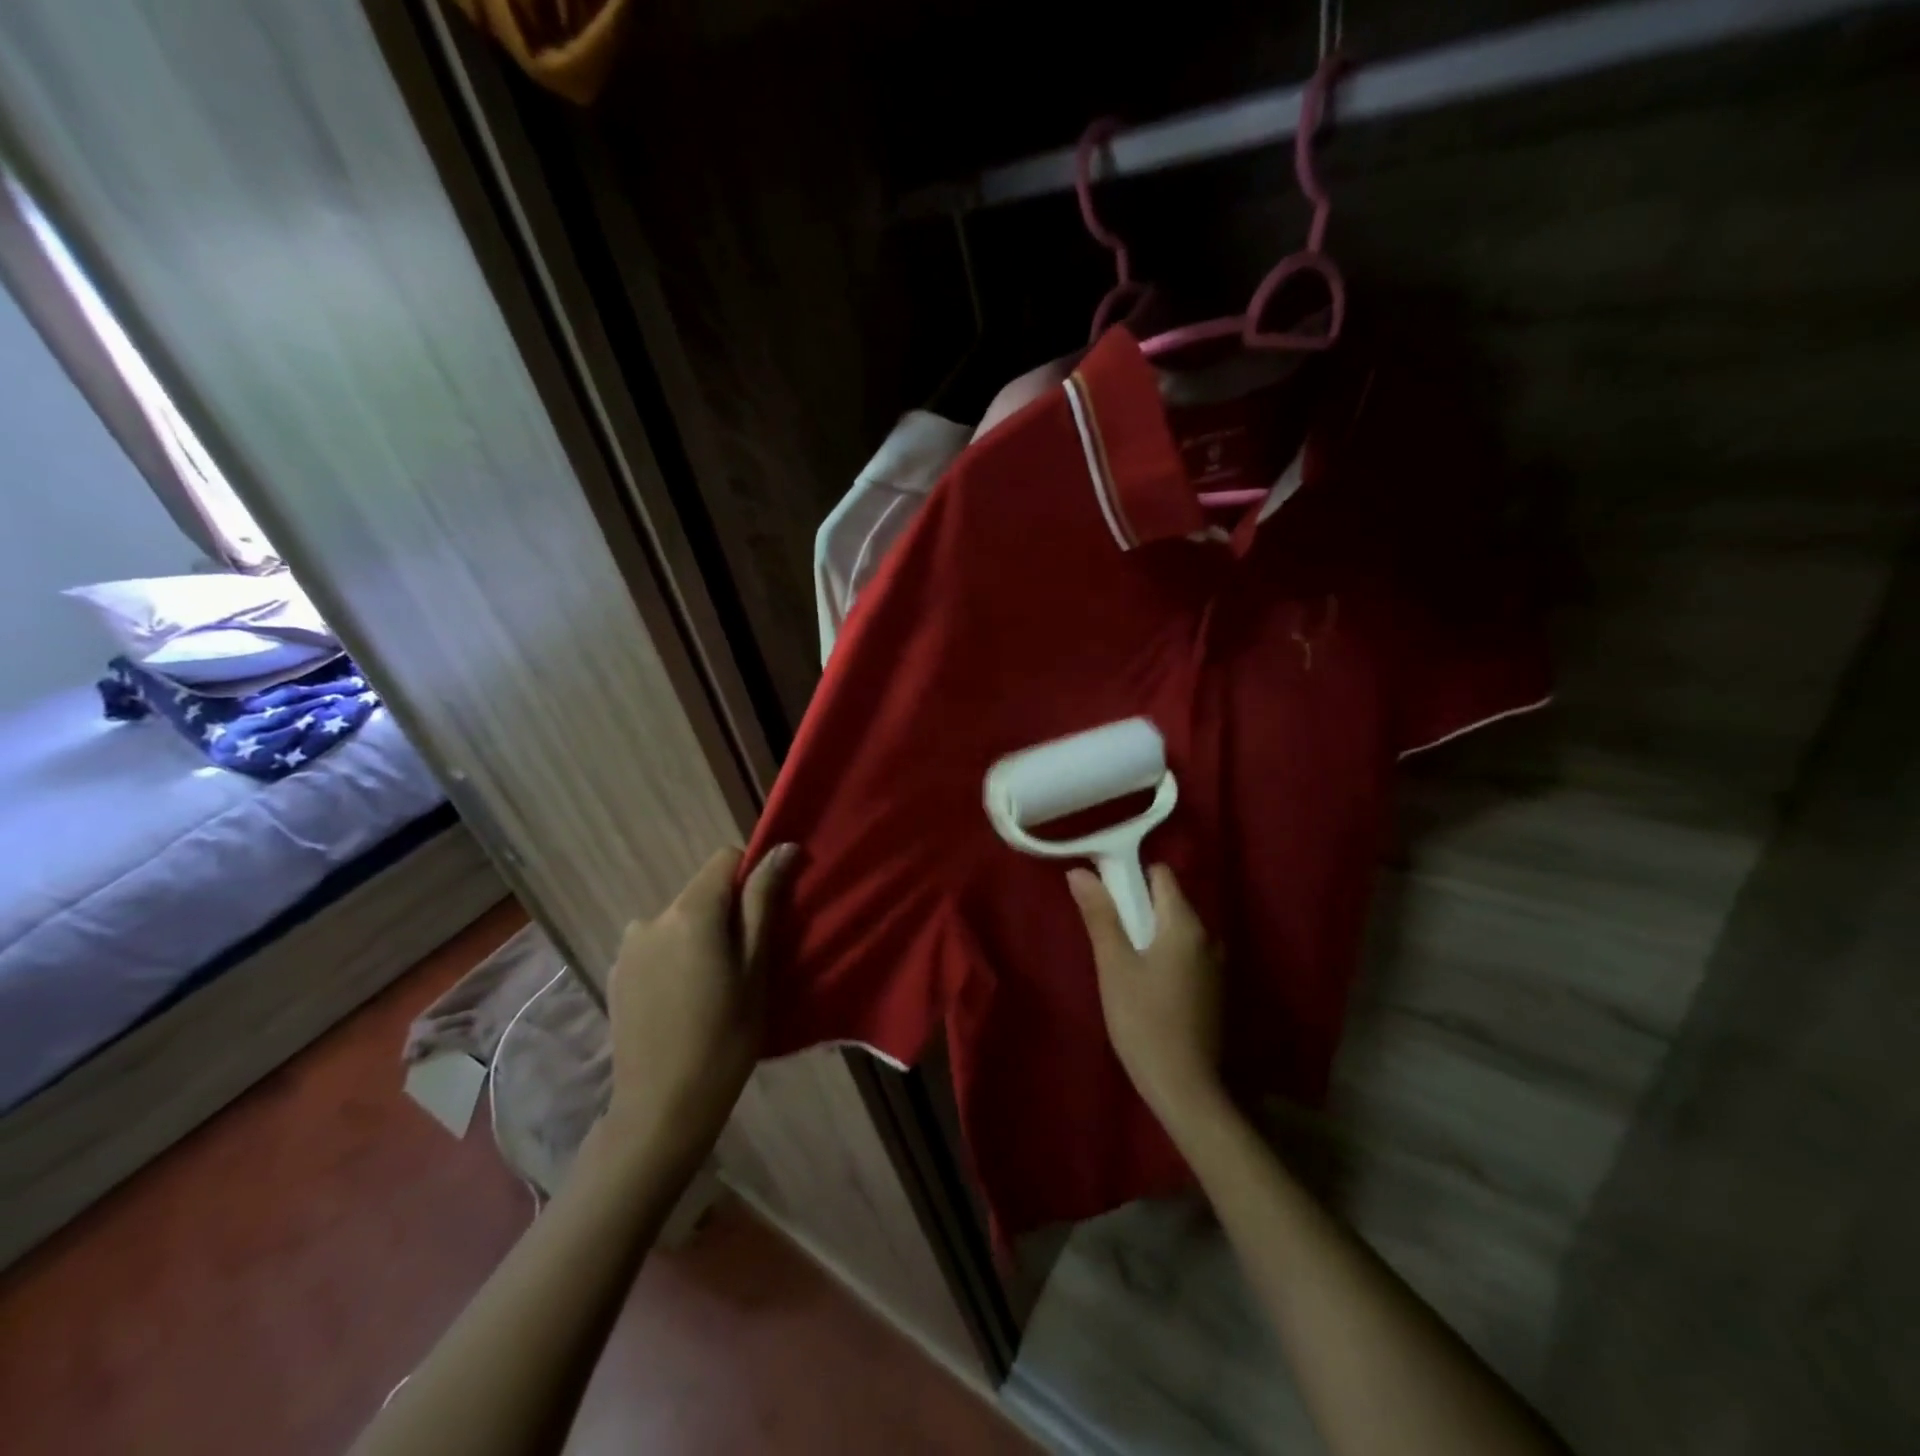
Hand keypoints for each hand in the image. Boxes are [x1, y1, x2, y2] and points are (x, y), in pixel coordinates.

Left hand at [603, 843, 795, 1158]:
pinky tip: (683, 1000)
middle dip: (727, 912)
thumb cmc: (725, 1037)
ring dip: (699, 935)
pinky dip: (675, 956)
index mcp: (689, 912)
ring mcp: (628, 947)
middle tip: (745, 962)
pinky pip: (657, 945)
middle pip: (701, 891)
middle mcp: (651, 917)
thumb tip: (782, 848)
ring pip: (679, 919)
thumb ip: (763, 901)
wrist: (661, 1108)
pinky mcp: (615, 973)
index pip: (725, 859)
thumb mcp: (755, 967)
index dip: (752, 876)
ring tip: (712, 985)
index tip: (767, 914)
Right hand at [1068, 864, 1224, 1133]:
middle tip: (1105, 930)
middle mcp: (1208, 936)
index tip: (1103, 890)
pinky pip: (1184, 954)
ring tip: (1119, 958)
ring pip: (1175, 930)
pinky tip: (1143, 983)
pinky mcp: (1213, 990)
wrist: (1184, 1087)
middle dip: (1136, 907)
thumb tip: (1080, 872)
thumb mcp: (1114, 964)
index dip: (1130, 874)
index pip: (1160, 874)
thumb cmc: (1143, 1020)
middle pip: (1168, 902)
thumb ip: (1100, 915)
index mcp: (1185, 924)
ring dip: (1148, 934)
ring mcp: (1215, 965)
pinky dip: (1163, 955)